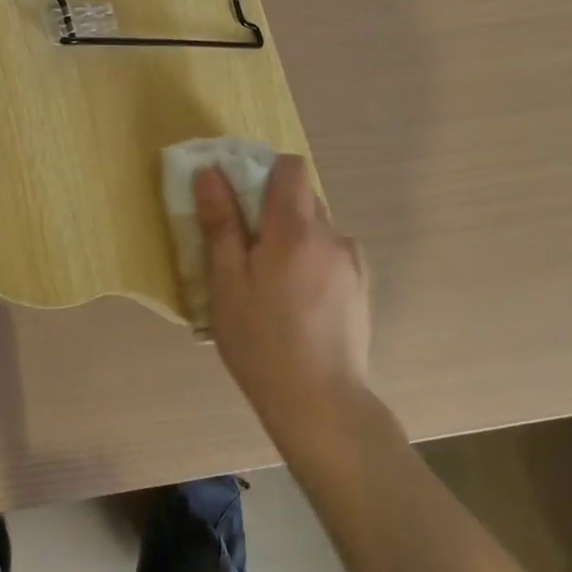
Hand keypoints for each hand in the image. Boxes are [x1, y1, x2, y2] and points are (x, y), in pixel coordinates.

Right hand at [195, 156, 371, 441]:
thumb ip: (220, 222)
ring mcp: (352, 262)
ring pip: (318, 229)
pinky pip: (332, 255)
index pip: (291, 167)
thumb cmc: (261, 341)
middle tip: (246, 248)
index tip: (240, 198)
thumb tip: (210, 173)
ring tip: (273, 283)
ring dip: (294, 238)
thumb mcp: (226, 282)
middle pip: (303, 197)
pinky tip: (298, 302)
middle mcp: (332, 235)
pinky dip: (312, 261)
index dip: (264, 171)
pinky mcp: (361, 288)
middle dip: (273, 210)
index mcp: (296, 228)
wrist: (320, 404)